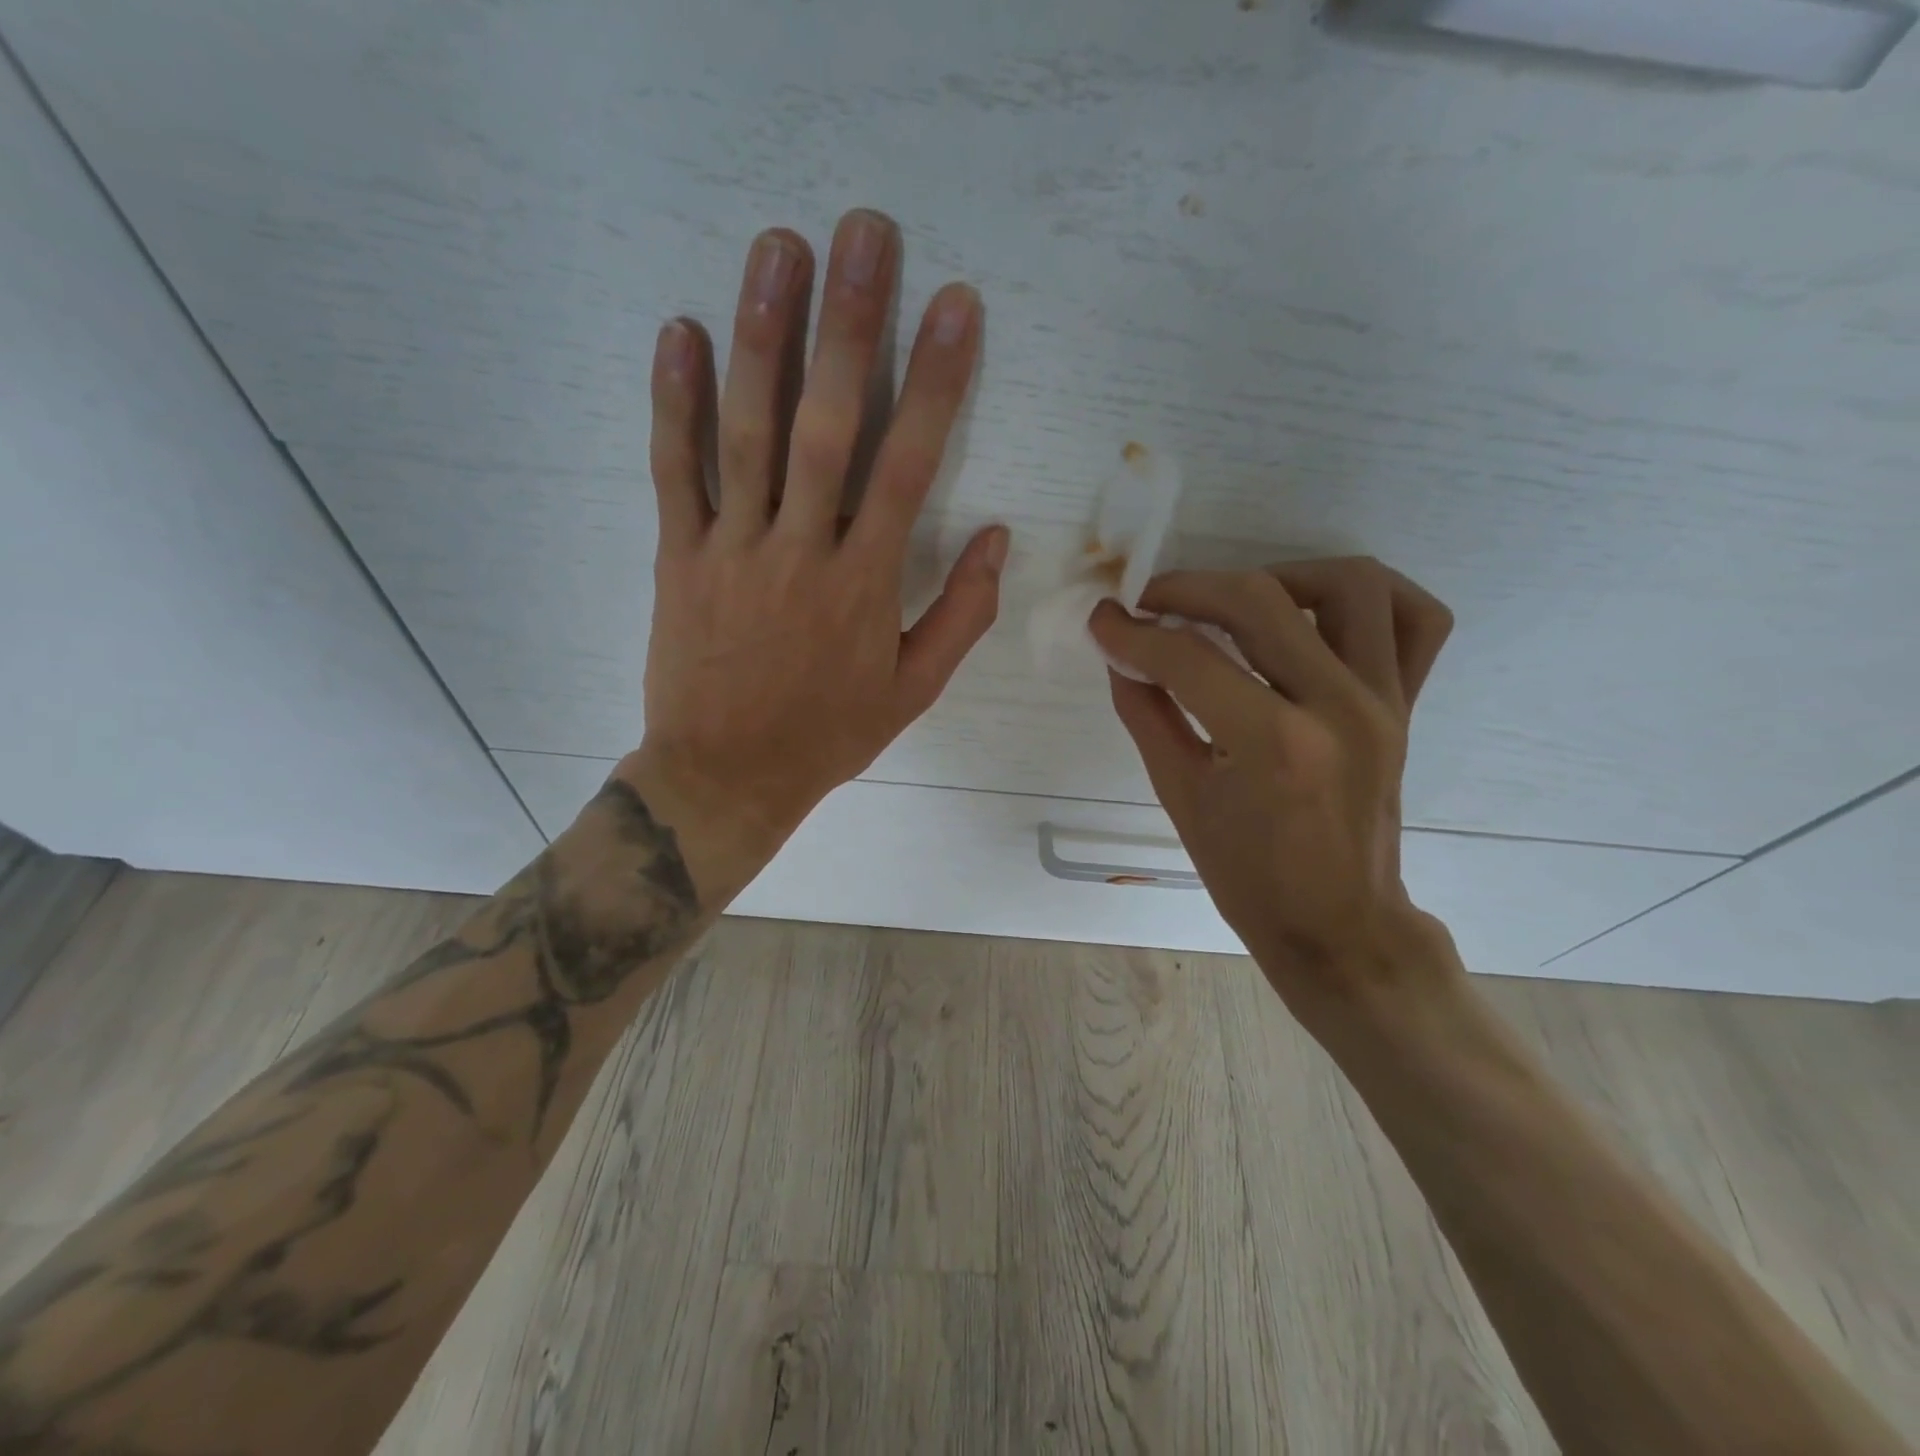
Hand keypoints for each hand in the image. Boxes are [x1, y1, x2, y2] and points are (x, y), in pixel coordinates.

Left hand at [616, 209, 1007, 892]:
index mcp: (865, 585)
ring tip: (777, 247)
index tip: (956, 306)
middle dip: (849, 324)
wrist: (726, 776)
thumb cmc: (827, 736)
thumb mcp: (913, 692)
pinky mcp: (679, 557)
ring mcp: (733, 548)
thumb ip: (962, 615)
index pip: (909, 466)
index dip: (936, 382)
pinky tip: (682, 332)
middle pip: (826, 424)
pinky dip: (675, 402)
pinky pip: (675, 471)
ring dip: (763, 334)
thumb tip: (1000, 539)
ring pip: (747, 430)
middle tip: (862, 232)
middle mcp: (800, 550)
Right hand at [1090, 558, 1454, 1016]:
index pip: (1188, 658)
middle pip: (1260, 600)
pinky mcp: (1407, 704)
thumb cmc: (1248, 877)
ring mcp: (1384, 700)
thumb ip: (1146, 713)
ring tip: (1235, 605)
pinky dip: (1368, 596)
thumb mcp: (1179, 796)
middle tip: (1150, 603)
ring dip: (1279, 577)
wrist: (1338, 923)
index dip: (1132, 632)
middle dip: (1189, 589)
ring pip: (1349, 585)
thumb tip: (1120, 654)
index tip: (1103, 620)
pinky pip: (1415, 619)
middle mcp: (1338, 707)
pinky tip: (1315, 611)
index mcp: (1273, 744)